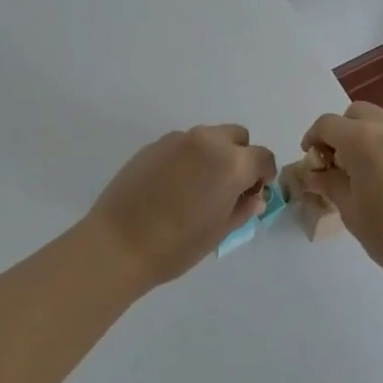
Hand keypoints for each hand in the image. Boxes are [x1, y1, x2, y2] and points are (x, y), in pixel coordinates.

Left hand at [83, 125, 276, 289]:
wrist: (118, 243)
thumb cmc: (177, 245)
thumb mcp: (220, 231)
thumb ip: (242, 208)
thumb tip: (253, 196)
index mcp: (230, 162)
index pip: (262, 157)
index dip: (263, 175)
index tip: (253, 193)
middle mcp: (207, 141)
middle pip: (237, 137)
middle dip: (240, 157)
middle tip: (228, 188)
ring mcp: (177, 139)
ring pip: (209, 138)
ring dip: (213, 155)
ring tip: (197, 188)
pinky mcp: (153, 145)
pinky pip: (183, 145)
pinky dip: (188, 158)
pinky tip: (173, 187)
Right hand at [294, 103, 382, 285]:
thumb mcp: (351, 211)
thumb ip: (331, 183)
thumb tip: (318, 173)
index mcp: (363, 138)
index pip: (327, 124)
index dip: (313, 139)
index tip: (311, 161)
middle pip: (355, 114)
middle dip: (340, 133)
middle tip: (336, 164)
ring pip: (380, 122)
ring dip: (364, 137)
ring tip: (362, 173)